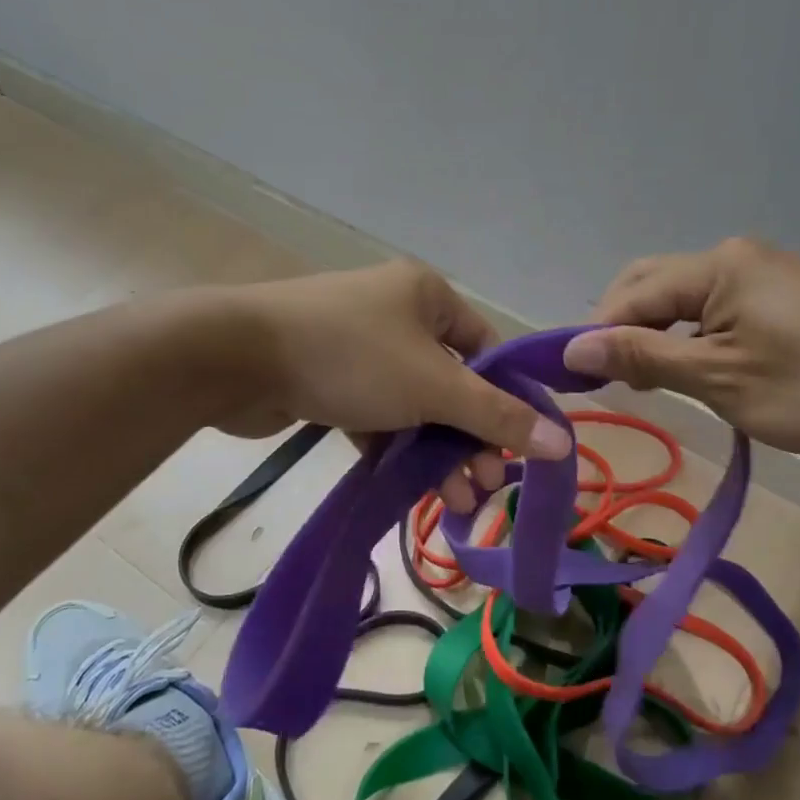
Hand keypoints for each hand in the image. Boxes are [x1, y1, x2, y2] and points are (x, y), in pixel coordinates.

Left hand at [215, 261, 570, 510]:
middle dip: (471, 439)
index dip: (509, 401)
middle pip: (453, 383)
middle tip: (484, 488)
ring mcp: (360, 348)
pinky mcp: (329, 380)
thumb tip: (564, 443)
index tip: (521, 452)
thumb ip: (497, 416)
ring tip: (454, 503)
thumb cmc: (350, 357)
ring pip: (415, 406)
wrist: (235, 358)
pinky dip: (396, 450)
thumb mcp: (433, 386)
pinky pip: (378, 417)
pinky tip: (410, 489)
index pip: (488, 349)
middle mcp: (397, 314)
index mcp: (427, 296)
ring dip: (436, 453)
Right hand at [562, 237, 799, 456]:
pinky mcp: (784, 295)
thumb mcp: (718, 378)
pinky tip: (693, 369)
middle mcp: (735, 256)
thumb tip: (572, 349)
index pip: (632, 296)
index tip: (575, 381)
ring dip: (655, 334)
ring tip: (649, 381)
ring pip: (682, 298)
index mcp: (717, 266)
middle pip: (651, 285)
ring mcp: (763, 273)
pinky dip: (690, 336)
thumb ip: (642, 356)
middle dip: (622, 329)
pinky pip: (714, 308)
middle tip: (614, 381)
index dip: (597, 336)